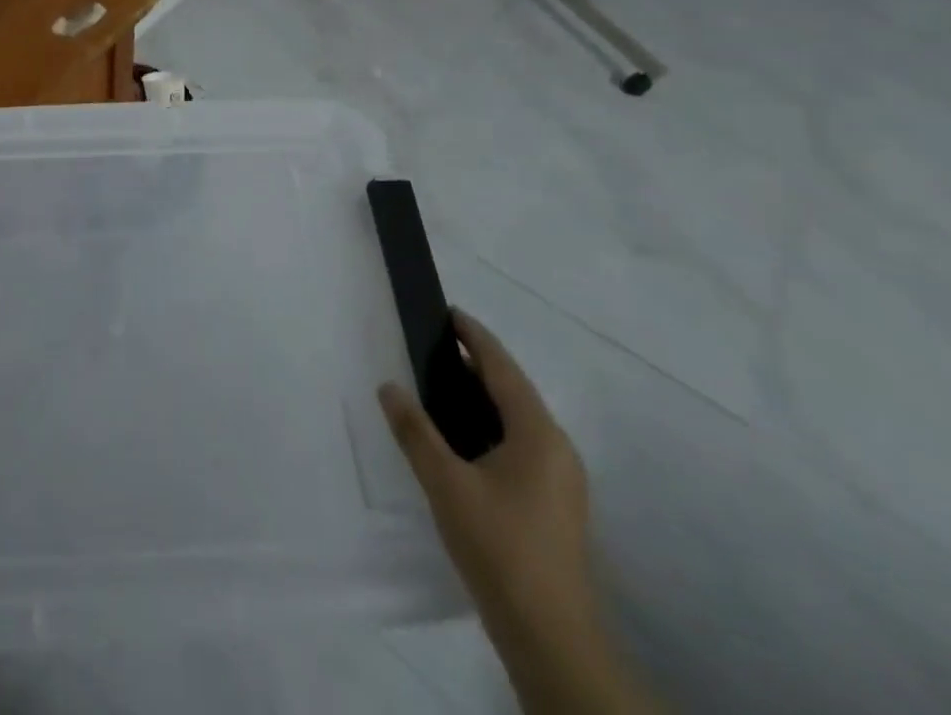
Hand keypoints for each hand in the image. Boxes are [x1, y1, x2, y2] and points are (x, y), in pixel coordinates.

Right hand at [379, 310, 593, 652]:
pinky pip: (521, 444)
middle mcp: (557, 449)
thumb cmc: (499, 547)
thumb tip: (389, 386)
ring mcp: (562, 480)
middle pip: (514, 390)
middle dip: (477, 364)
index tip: (448, 312)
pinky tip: (463, 438)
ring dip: (484, 396)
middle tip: (435, 345)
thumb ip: (415, 431)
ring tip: (442, 384)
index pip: (503, 368)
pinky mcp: (555, 504)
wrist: (551, 637)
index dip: (475, 337)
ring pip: (518, 420)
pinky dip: (492, 424)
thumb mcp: (446, 484)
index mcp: (538, 434)